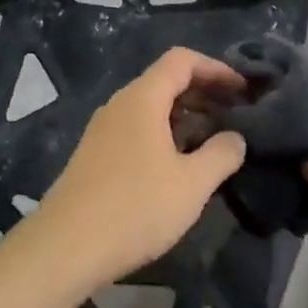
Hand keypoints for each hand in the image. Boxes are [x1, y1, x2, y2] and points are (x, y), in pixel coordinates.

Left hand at [32, 48, 247, 288]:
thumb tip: (236, 137)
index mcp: (142, 98)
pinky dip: (164, 131)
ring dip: (184, 114)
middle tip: (234, 113)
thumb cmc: (134, 208)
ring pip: (150, 105)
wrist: (65, 247)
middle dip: (203, 91)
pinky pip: (136, 127)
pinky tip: (177, 162)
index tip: (242, 90)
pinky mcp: (95, 153)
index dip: (215, 68)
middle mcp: (120, 103)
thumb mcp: (191, 184)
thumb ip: (221, 154)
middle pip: (165, 79)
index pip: (182, 60)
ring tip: (212, 138)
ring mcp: (103, 128)